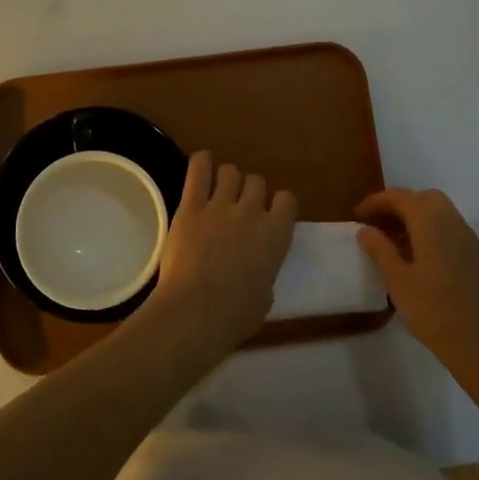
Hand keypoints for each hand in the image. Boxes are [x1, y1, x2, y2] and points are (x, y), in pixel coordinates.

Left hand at [148, 151, 296, 357]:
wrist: (195, 312)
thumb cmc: (235, 315)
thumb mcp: (265, 297)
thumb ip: (264, 274)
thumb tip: (257, 275)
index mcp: (276, 234)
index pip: (287, 199)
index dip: (279, 205)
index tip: (271, 216)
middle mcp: (251, 211)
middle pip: (256, 181)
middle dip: (250, 192)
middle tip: (240, 209)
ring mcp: (219, 205)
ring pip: (230, 171)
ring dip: (227, 180)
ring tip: (219, 193)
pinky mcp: (190, 206)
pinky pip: (198, 170)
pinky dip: (201, 163)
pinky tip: (201, 164)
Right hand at [356, 188, 478, 382]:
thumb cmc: (436, 313)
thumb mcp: (398, 282)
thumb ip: (380, 250)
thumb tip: (365, 229)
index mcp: (432, 224)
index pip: (401, 197)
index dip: (377, 202)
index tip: (358, 216)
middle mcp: (455, 225)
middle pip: (425, 199)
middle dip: (400, 206)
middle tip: (380, 226)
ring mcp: (472, 242)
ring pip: (442, 215)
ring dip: (418, 220)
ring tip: (397, 246)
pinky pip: (453, 234)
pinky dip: (434, 235)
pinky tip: (423, 263)